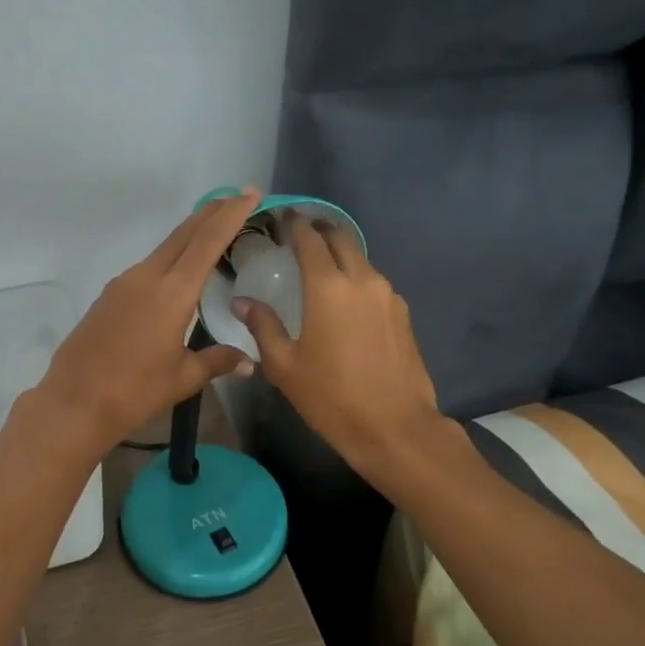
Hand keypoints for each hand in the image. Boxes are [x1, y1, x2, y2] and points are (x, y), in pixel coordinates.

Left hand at [35, 190, 263, 456]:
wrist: (74, 402)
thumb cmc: (134, 391)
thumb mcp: (183, 378)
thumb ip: (217, 361)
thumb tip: (250, 362)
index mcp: (171, 293)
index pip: (207, 242)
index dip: (230, 215)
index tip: (250, 193)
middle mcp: (146, 278)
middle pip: (184, 234)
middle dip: (212, 212)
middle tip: (237, 197)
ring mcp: (123, 284)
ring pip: (163, 248)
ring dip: (189, 234)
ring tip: (213, 229)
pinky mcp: (108, 296)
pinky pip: (147, 266)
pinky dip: (170, 257)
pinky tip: (177, 270)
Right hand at [235, 216, 444, 478]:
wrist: (395, 427)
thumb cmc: (331, 397)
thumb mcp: (284, 365)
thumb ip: (263, 326)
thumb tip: (242, 302)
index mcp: (328, 287)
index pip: (309, 240)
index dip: (294, 225)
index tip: (282, 218)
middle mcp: (362, 280)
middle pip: (341, 239)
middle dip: (320, 231)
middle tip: (301, 236)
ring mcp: (388, 296)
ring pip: (361, 260)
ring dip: (340, 256)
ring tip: (320, 269)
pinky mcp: (403, 313)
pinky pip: (374, 283)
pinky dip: (356, 279)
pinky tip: (345, 301)